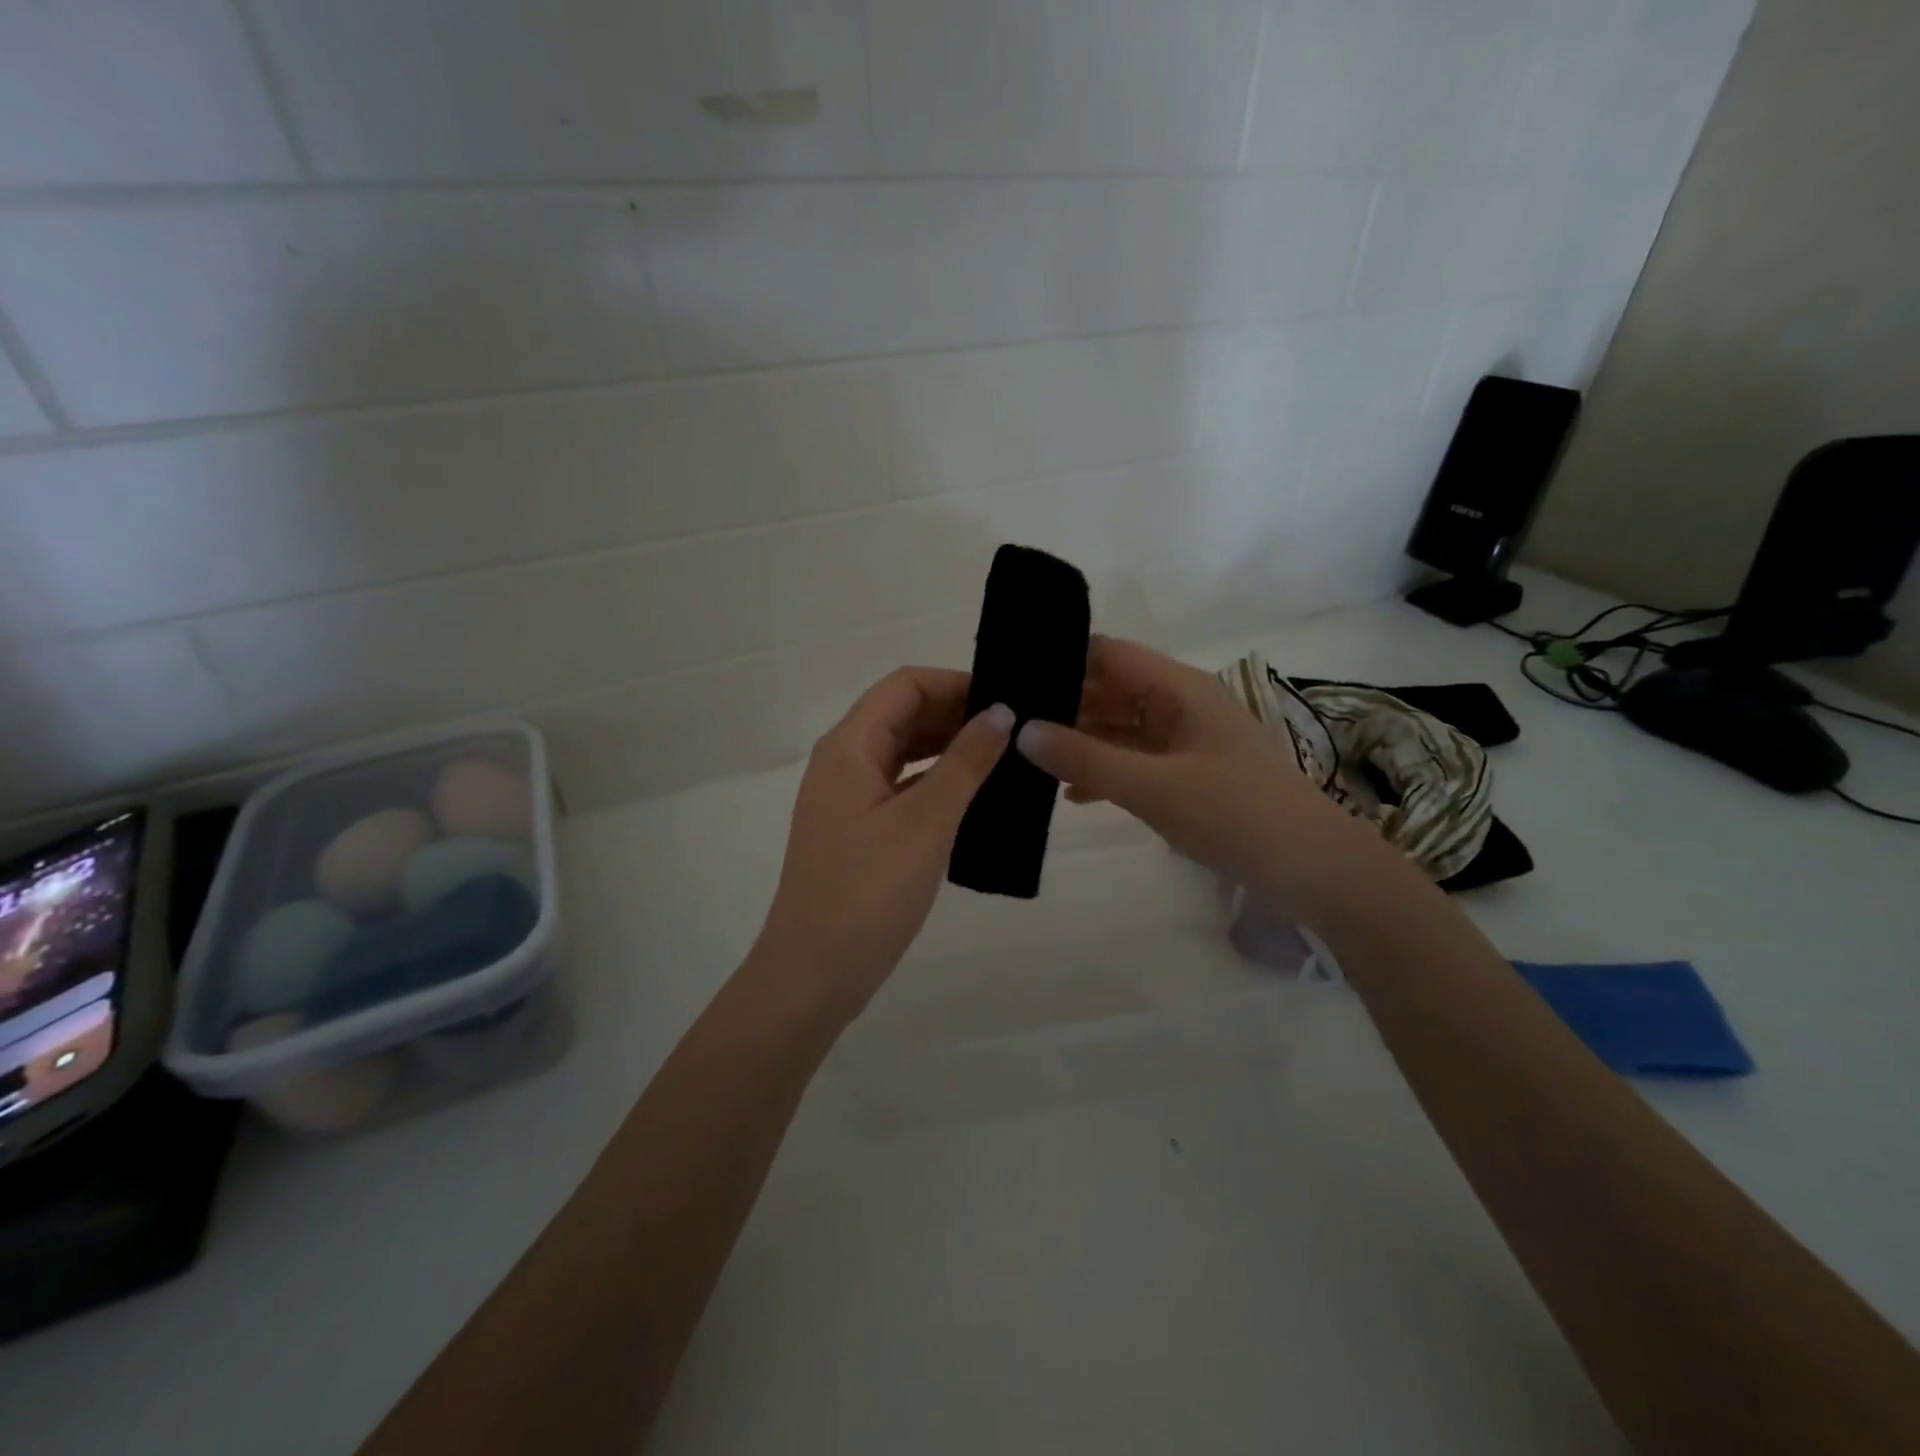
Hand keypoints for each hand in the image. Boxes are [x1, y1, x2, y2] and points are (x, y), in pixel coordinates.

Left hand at [754, 667, 1011, 1015]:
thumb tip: (1001, 711)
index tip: (1006, 697)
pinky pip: (902, 788)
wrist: (814, 973)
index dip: (955, 683)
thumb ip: (965, 762)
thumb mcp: (925, 821)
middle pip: (903, 715)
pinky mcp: (858, 830)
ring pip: (904, 753)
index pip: (905, 685)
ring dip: (949, 749)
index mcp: (849, 746)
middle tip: (1017, 729)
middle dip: (957, 715)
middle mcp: (844, 761)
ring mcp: (849, 798)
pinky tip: (976, 797)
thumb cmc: (867, 891)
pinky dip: (937, 784)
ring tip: (1006, 758)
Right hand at [1015, 635, 1354, 891]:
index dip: (1063, 658)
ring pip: (1121, 727)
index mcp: (1178, 689)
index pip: (1109, 654)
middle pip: (1112, 689)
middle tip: (1009, 722)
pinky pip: (1136, 759)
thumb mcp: (1152, 786)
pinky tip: (1071, 795)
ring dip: (1081, 740)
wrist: (1310, 867)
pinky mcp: (1189, 773)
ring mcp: (1186, 740)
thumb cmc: (1233, 813)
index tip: (1014, 676)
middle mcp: (1181, 704)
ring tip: (1028, 756)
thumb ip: (1085, 758)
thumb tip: (1021, 731)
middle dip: (1064, 704)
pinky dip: (1105, 770)